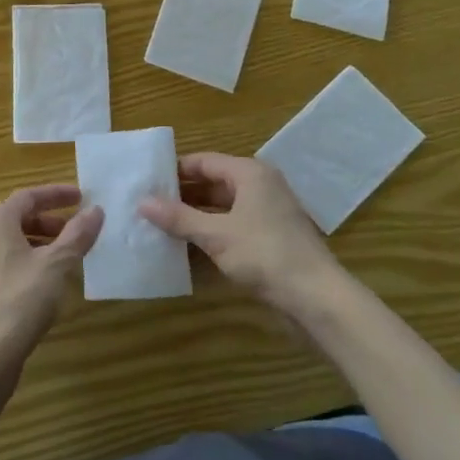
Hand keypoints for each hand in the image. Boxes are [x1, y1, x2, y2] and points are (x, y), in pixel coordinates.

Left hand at [0, 185, 102, 401]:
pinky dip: (26, 267)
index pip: (28, 196)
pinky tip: (43, 288)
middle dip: (49, 222)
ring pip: (10, 246)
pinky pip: (3, 268)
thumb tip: (95, 210)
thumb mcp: (56, 266)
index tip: (82, 197)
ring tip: (65, 261)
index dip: (56, 194)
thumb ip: (77, 235)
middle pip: (17, 219)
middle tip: (77, 232)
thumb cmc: (19, 302)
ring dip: (39, 246)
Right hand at [139, 153, 345, 319]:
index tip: (146, 180)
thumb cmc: (265, 255)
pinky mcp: (270, 237)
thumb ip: (179, 218)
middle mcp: (259, 185)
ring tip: (161, 224)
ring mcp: (267, 212)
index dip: (175, 170)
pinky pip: (233, 224)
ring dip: (195, 215)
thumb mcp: (216, 235)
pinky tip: (188, 244)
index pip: (204, 161)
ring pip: (222, 206)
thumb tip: (142, 202)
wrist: (317, 298)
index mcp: (249, 173)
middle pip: (213, 182)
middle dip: (182, 194)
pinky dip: (211, 231)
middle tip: (148, 204)